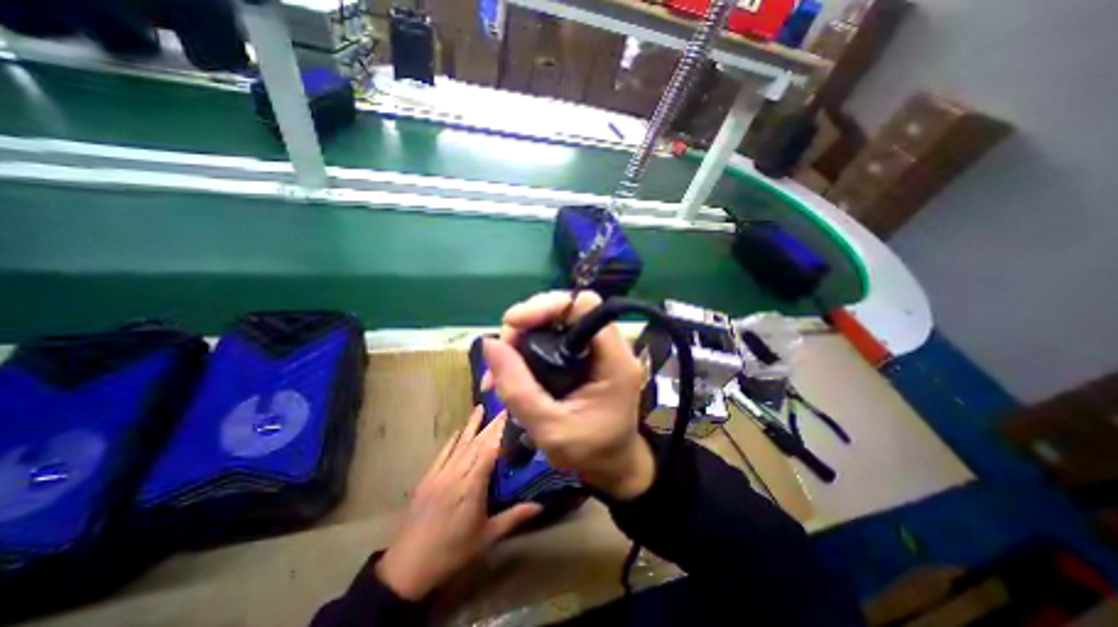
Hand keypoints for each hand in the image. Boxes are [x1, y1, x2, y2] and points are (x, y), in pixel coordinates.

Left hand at [377, 408, 543, 599]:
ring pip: (460, 444)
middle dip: (490, 424)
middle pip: (476, 444)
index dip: (500, 432)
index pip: (489, 452)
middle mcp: (456, 474)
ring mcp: (440, 474)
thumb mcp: (487, 537)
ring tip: (480, 407)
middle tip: (502, 408)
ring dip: (471, 425)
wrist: (407, 567)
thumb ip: (514, 517)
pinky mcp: (428, 478)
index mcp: (472, 487)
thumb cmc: (452, 552)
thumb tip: (540, 506)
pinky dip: (452, 440)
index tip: (509, 416)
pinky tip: (458, 430)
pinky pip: (443, 453)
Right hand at [479, 291, 656, 500]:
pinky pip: (553, 339)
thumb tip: (488, 344)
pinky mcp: (585, 357)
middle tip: (501, 353)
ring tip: (498, 370)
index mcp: (614, 360)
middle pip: (566, 310)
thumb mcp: (549, 429)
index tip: (513, 325)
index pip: (585, 306)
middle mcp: (609, 346)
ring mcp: (597, 350)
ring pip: (555, 324)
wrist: (612, 466)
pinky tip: (510, 372)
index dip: (547, 306)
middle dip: (527, 324)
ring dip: (522, 338)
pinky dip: (528, 349)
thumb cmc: (590, 453)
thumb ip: (518, 389)